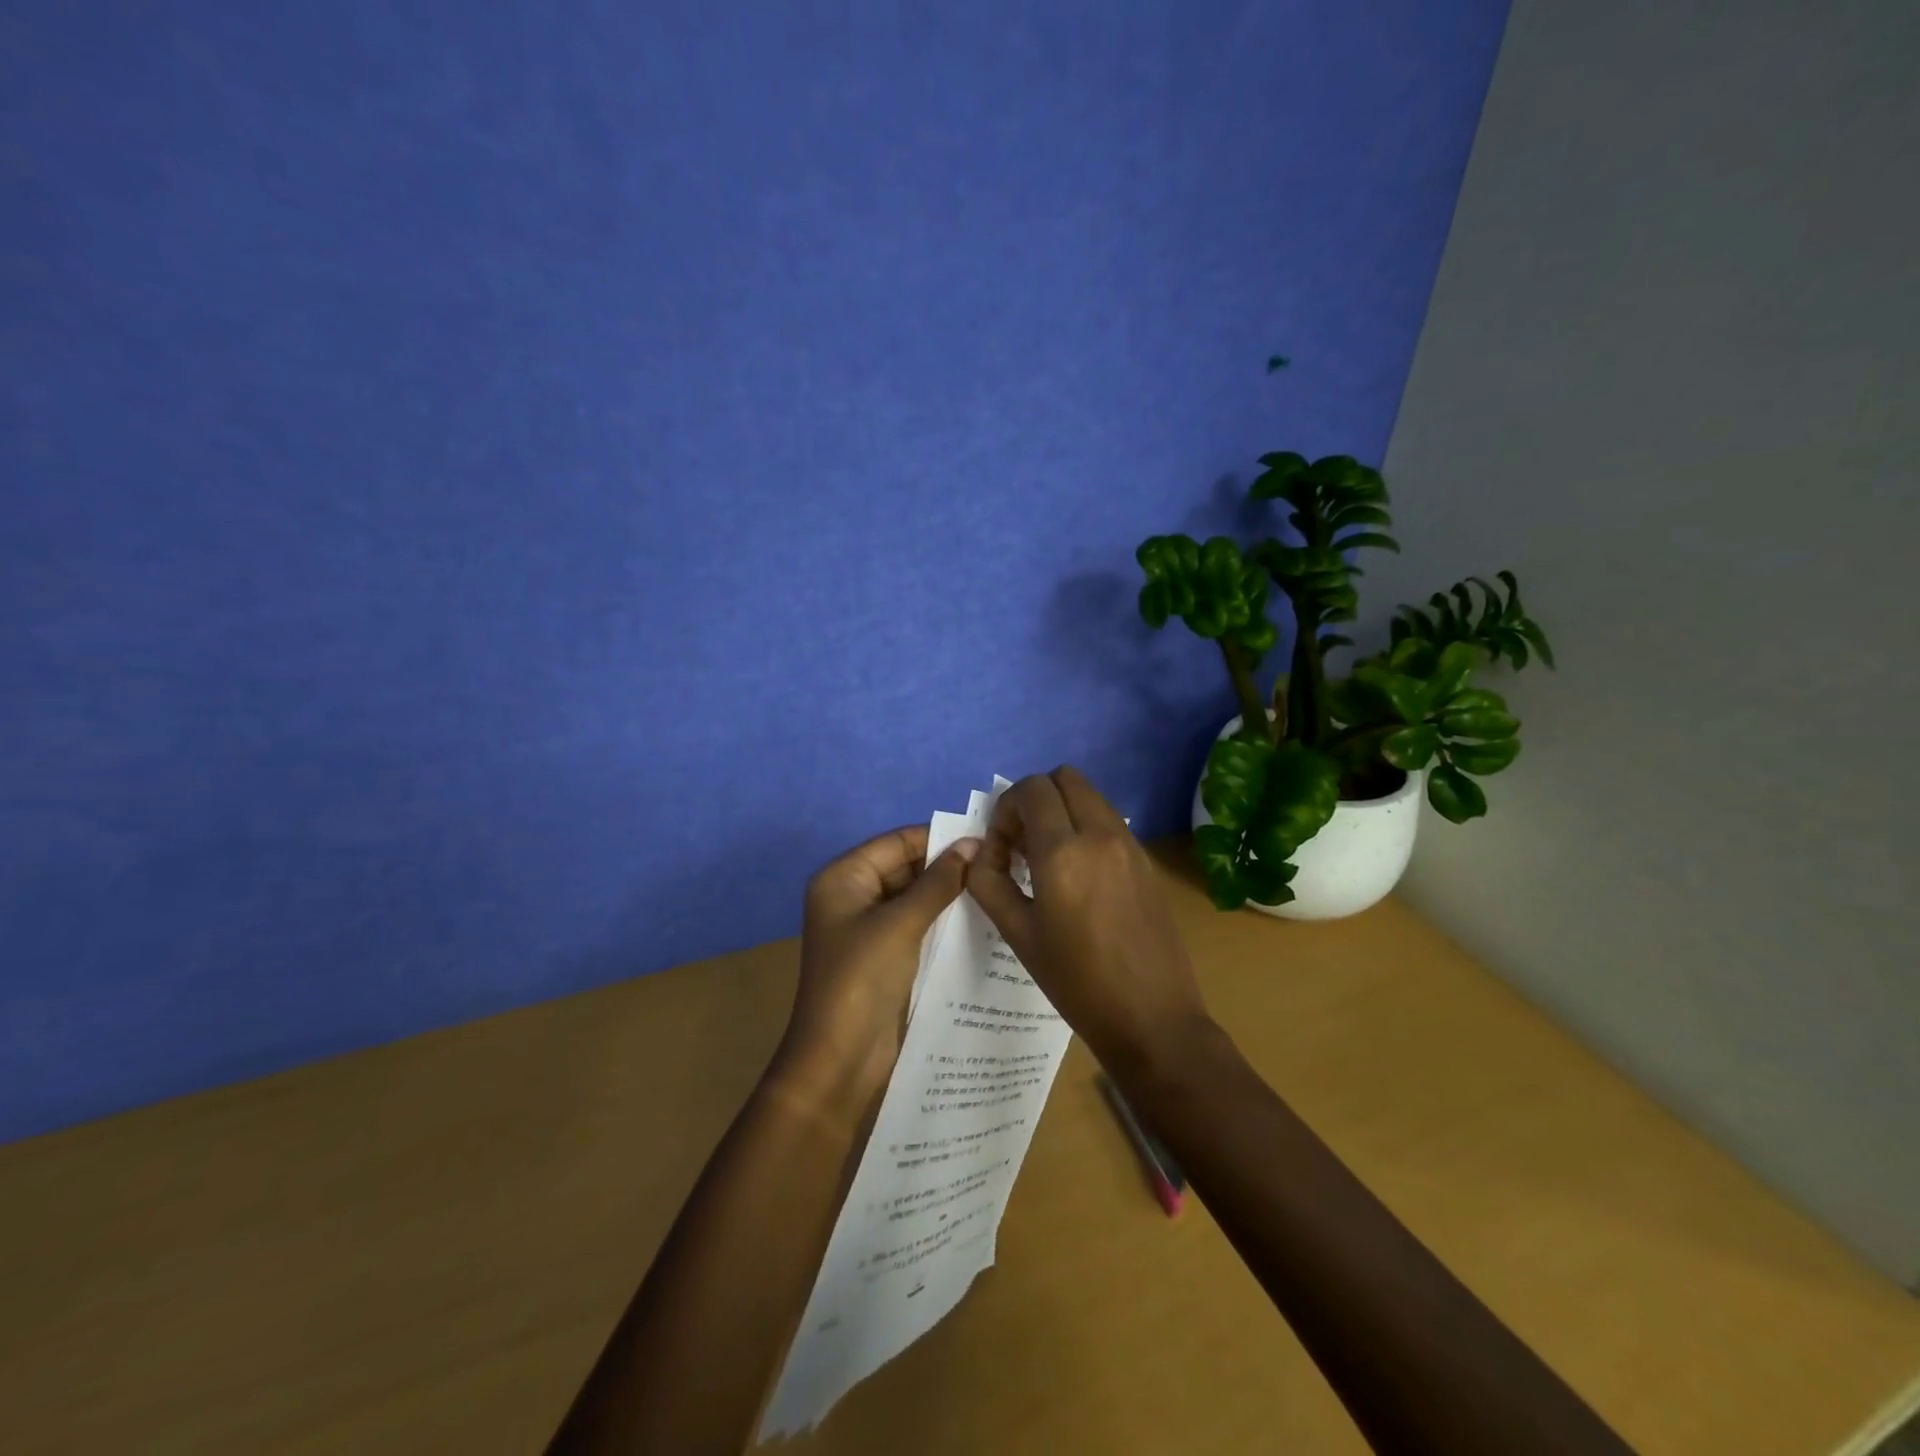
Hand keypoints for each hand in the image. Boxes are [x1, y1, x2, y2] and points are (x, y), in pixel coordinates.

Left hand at [774, 825, 978, 1118]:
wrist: (838, 1059)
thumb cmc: (862, 979)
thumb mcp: (901, 923)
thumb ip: (938, 882)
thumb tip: (972, 844)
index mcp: (843, 877)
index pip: (897, 842)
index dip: (939, 839)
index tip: (986, 839)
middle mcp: (852, 895)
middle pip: (905, 867)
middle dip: (946, 866)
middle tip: (998, 866)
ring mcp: (867, 927)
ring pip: (914, 897)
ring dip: (948, 894)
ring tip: (996, 888)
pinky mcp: (883, 954)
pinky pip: (915, 924)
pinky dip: (941, 920)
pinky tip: (978, 919)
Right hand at [966, 767, 1212, 1078]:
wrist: (1153, 1018)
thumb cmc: (1077, 982)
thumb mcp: (1019, 934)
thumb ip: (990, 883)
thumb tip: (980, 854)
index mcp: (1064, 852)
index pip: (1031, 789)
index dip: (1006, 808)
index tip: (1001, 846)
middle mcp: (1101, 834)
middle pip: (1064, 778)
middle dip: (1035, 798)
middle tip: (1022, 842)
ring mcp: (1130, 844)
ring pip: (1090, 796)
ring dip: (1062, 810)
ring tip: (1048, 859)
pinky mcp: (1147, 860)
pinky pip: (1109, 821)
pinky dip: (1086, 827)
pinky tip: (1079, 875)